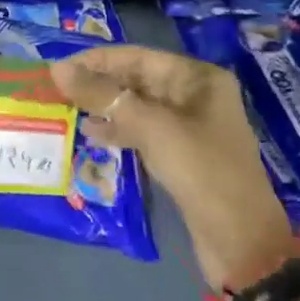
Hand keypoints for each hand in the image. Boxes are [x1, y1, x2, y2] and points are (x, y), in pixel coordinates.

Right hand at [52, 46, 293, 291]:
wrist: (242, 244)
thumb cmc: (202, 172)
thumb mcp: (151, 128)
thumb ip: (103, 96)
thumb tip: (57, 69)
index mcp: (198, 78)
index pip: (138, 56)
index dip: (97, 60)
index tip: (59, 68)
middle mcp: (195, 95)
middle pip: (137, 79)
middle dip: (99, 83)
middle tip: (57, 90)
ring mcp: (189, 127)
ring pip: (137, 106)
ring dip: (104, 107)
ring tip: (68, 109)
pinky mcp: (181, 155)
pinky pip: (142, 131)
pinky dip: (117, 130)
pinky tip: (91, 133)